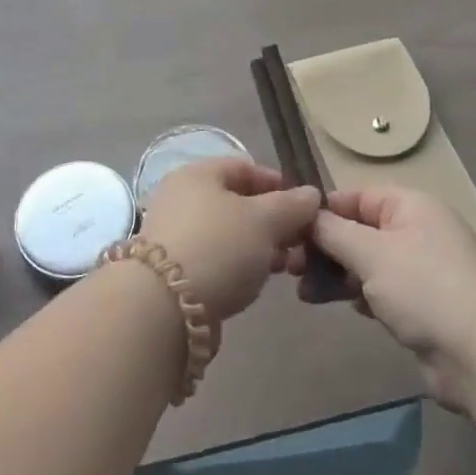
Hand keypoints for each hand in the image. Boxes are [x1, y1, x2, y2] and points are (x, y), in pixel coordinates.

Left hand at [139, 159, 320, 322]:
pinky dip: (237, 266)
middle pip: (235, 202)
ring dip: (258, 247)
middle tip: (298, 242)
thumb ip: (292, 205)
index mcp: (198, 174)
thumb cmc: (219, 247)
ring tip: (283, 267)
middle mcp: (181, 198)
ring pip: (227, 233)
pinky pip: (214, 259)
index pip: (244, 167)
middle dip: (271, 221)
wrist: (164, 308)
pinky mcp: (172, 272)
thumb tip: (311, 194)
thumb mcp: (265, 220)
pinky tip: (254, 283)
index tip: (304, 207)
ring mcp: (173, 235)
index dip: (277, 183)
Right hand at [292, 187, 475, 409]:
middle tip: (288, 268)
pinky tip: (338, 306)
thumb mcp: (371, 252)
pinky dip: (357, 294)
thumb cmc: (423, 287)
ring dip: (334, 274)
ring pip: (365, 262)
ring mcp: (419, 269)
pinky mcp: (420, 304)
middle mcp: (415, 230)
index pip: (356, 196)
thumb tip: (307, 214)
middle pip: (358, 230)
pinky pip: (378, 289)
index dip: (322, 211)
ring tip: (304, 293)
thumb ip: (334, 231)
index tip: (289, 230)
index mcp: (409, 205)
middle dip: (323, 248)